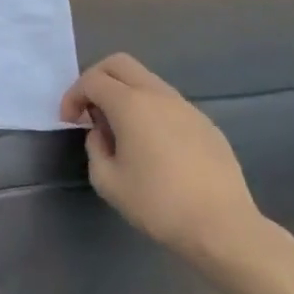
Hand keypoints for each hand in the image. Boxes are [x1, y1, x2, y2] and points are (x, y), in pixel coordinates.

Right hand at [59, 53, 265, 271]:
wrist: (224, 229)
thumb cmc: (159, 204)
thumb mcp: (107, 181)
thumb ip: (95, 148)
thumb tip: (102, 133)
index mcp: (130, 103)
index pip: (92, 80)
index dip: (73, 96)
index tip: (69, 121)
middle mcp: (158, 95)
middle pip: (119, 64)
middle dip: (97, 79)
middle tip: (90, 109)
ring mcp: (186, 107)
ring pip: (146, 81)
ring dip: (125, 94)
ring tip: (121, 130)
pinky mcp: (206, 124)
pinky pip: (169, 104)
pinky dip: (150, 111)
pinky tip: (154, 146)